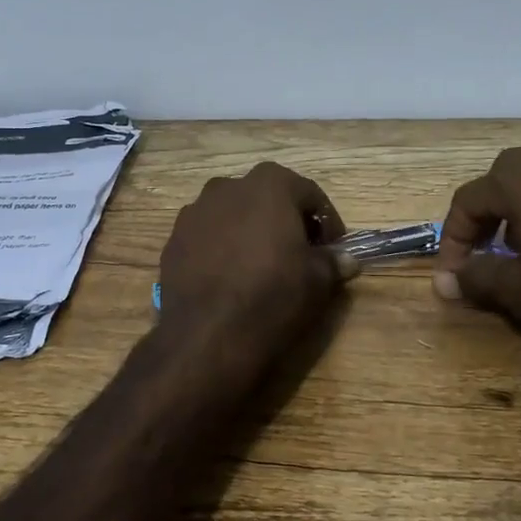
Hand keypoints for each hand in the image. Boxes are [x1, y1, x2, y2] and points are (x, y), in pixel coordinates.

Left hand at [159, 162, 358, 370]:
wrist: (208, 335)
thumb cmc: (273, 295)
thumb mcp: (318, 280)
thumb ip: (333, 262)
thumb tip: (347, 260)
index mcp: (269, 184)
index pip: (309, 193)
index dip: (326, 221)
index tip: (333, 248)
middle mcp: (228, 187)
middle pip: (267, 197)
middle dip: (285, 220)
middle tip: (299, 253)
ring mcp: (194, 212)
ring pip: (233, 215)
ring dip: (250, 231)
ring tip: (260, 266)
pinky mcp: (173, 240)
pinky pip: (207, 236)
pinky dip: (222, 248)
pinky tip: (229, 278)